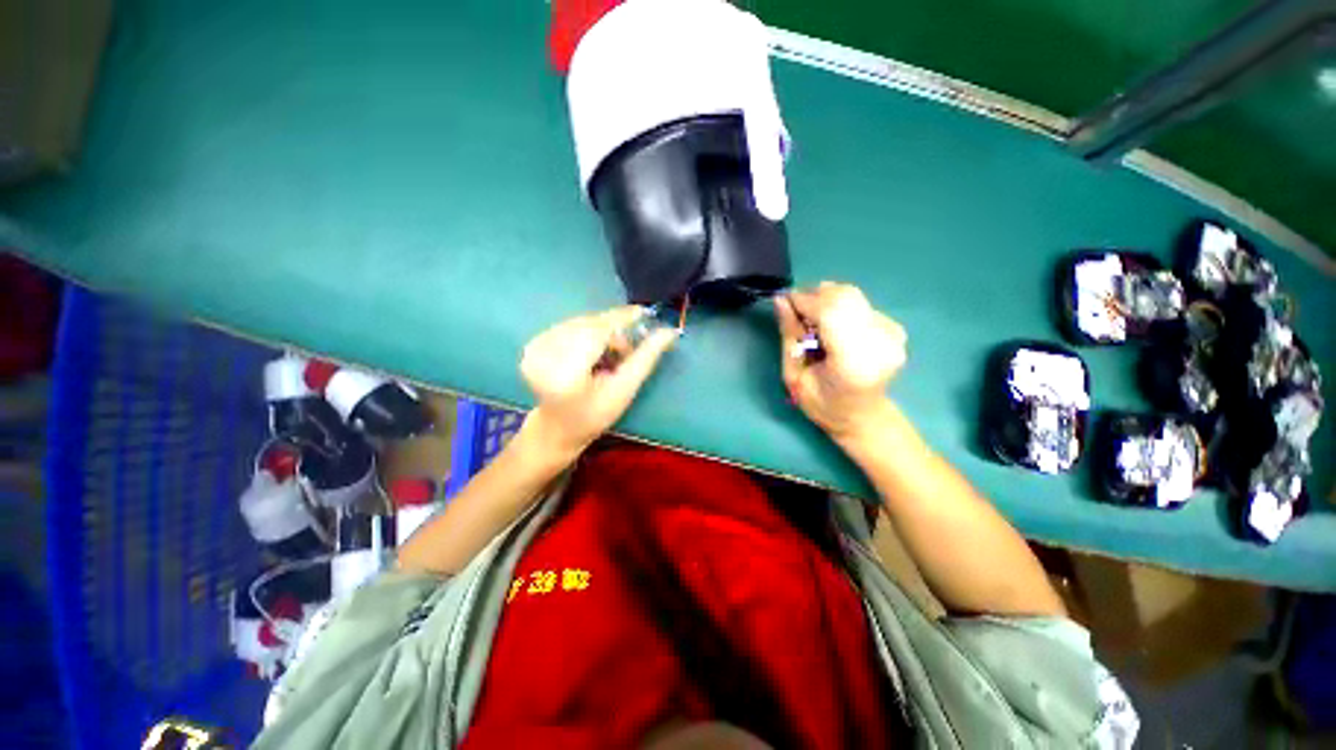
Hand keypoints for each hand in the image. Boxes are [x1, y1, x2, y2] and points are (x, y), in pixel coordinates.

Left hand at [520, 306, 677, 457]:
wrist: (557, 429)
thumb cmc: (595, 415)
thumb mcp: (625, 390)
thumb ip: (645, 358)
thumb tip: (670, 331)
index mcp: (566, 373)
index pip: (595, 332)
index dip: (620, 318)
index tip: (642, 311)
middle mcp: (543, 356)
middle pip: (588, 325)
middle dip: (612, 330)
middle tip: (627, 350)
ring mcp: (534, 349)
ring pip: (579, 323)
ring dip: (600, 332)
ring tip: (609, 357)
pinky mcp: (532, 345)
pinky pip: (568, 327)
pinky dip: (586, 333)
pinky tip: (591, 352)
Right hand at [775, 282, 906, 443]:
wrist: (861, 416)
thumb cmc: (821, 404)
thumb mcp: (793, 375)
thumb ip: (789, 335)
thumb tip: (781, 300)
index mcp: (853, 363)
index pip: (829, 313)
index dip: (804, 301)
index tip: (784, 300)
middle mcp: (879, 343)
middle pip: (844, 297)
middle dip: (814, 297)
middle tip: (796, 312)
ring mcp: (892, 335)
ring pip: (852, 296)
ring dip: (826, 301)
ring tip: (813, 323)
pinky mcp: (895, 328)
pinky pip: (859, 304)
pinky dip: (839, 308)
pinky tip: (832, 329)